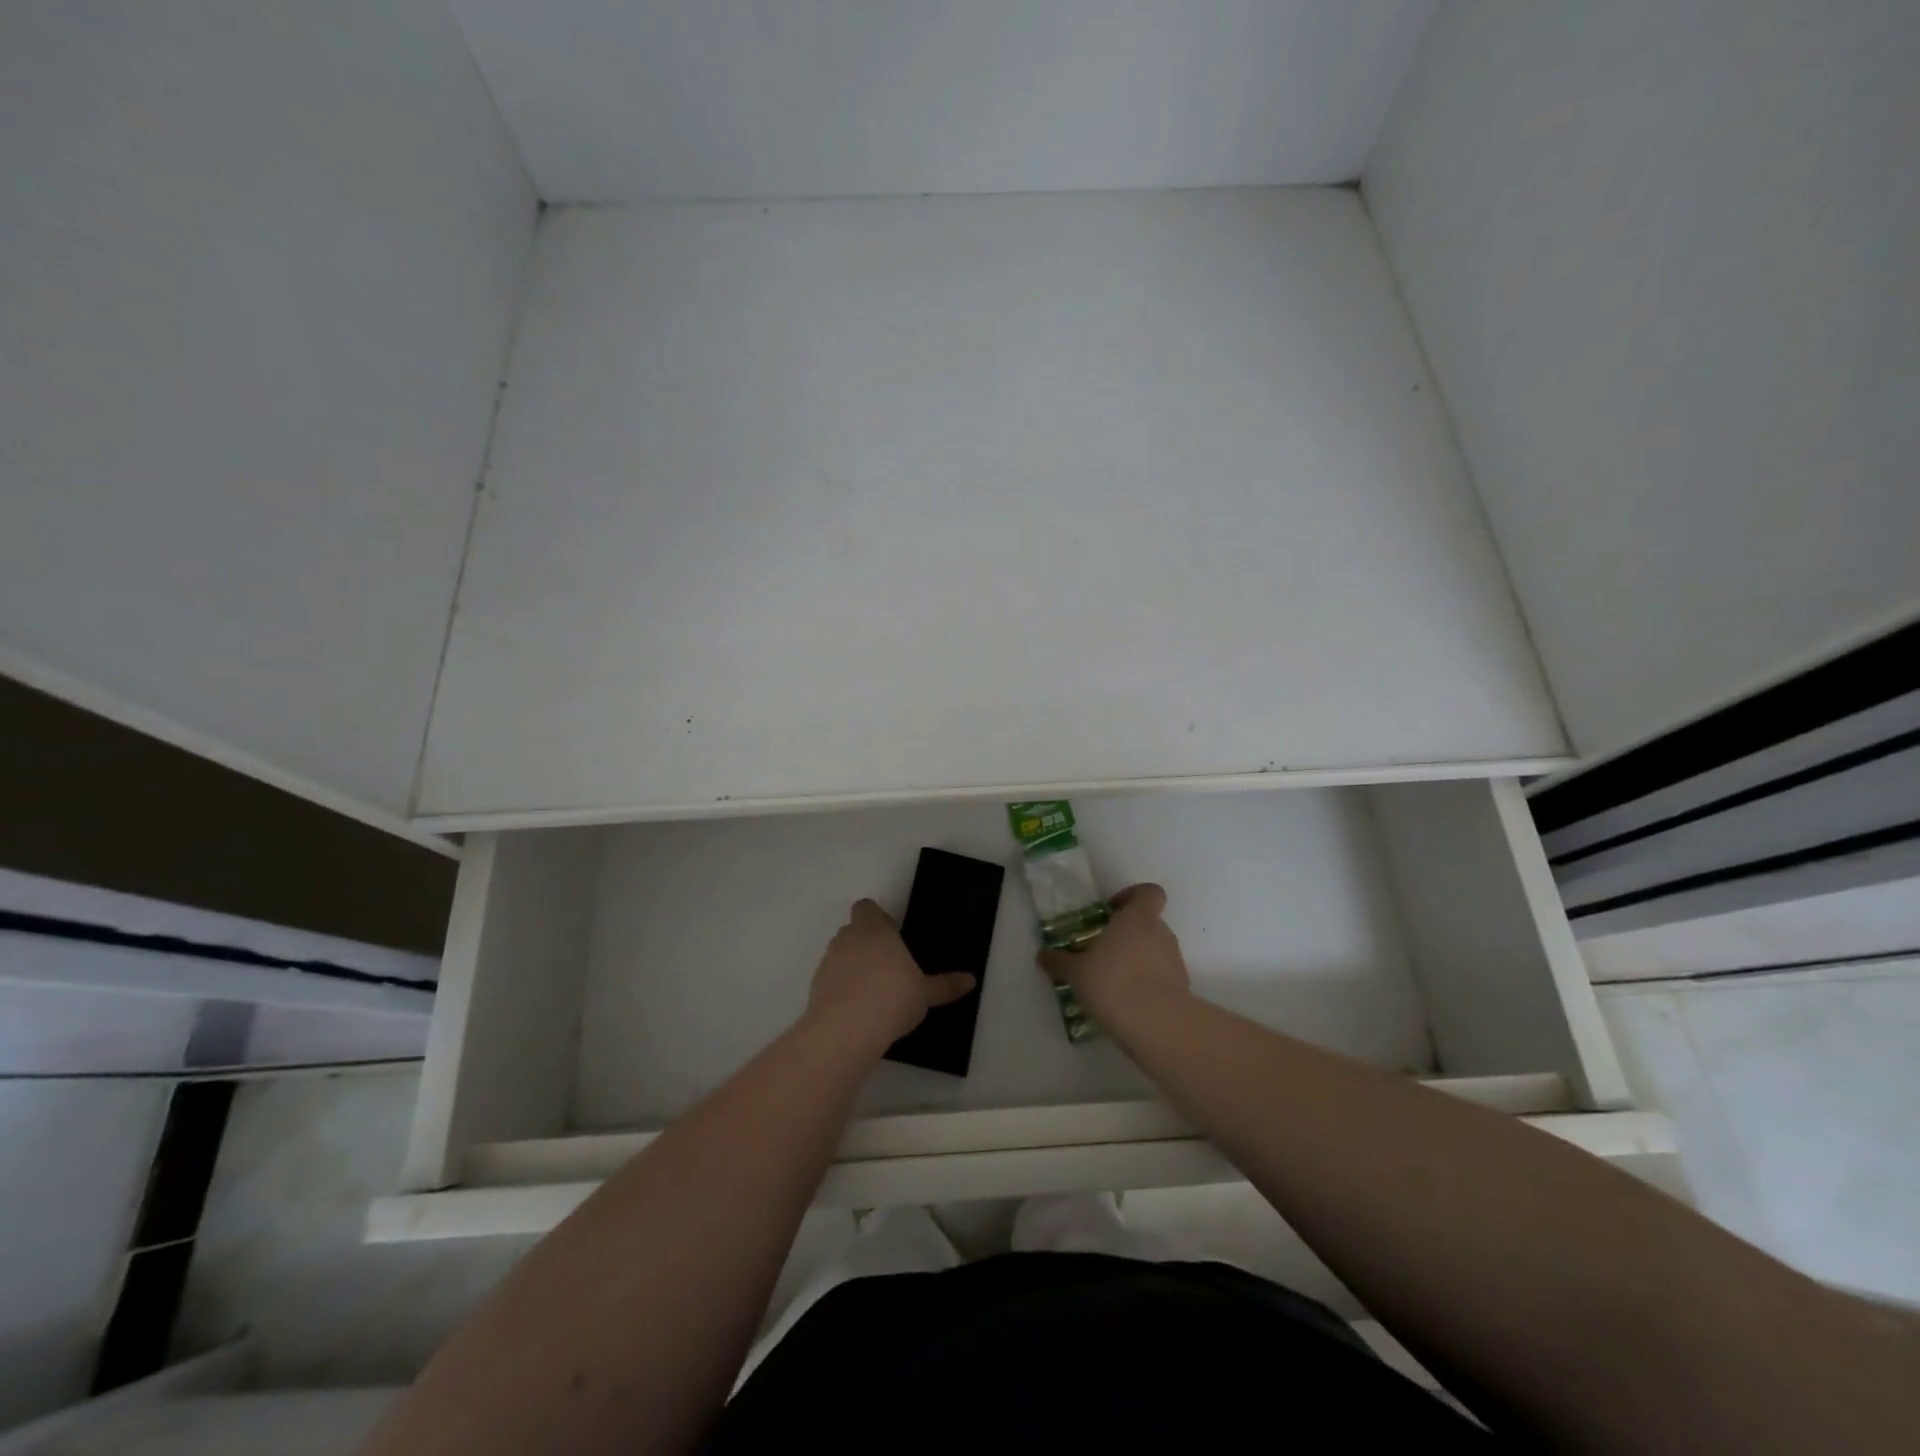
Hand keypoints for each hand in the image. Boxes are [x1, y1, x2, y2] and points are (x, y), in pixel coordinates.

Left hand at [807, 899, 976, 1053]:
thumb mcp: (925, 993)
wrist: (846, 1030)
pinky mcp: (815, 988)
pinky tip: (858, 1011)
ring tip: (874, 992)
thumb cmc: (892, 997)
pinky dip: (841, 989)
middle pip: (853, 931)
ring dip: (853, 966)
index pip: (867, 908)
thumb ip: (945, 985)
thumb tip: (971, 980)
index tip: (893, 935)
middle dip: (868, 944)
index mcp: (873, 929)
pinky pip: (831, 980)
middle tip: (888, 966)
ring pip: (840, 955)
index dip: (878, 918)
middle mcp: (847, 939)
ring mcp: (828, 962)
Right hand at [1037, 883, 1189, 1020]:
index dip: (1133, 897)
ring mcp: (1175, 960)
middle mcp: (1160, 932)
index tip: (1113, 911)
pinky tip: (1127, 1001)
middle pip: (1149, 922)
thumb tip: (1042, 955)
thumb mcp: (1076, 972)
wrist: (1155, 1023)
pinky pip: (1162, 976)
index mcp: (1137, 918)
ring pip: (1156, 950)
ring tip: (1114, 981)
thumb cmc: (1112, 981)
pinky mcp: (1182, 986)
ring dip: (1139, 959)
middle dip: (1129, 934)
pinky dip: (1149, 983)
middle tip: (1105, 950)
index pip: (1149, 892)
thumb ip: (1059, 961)